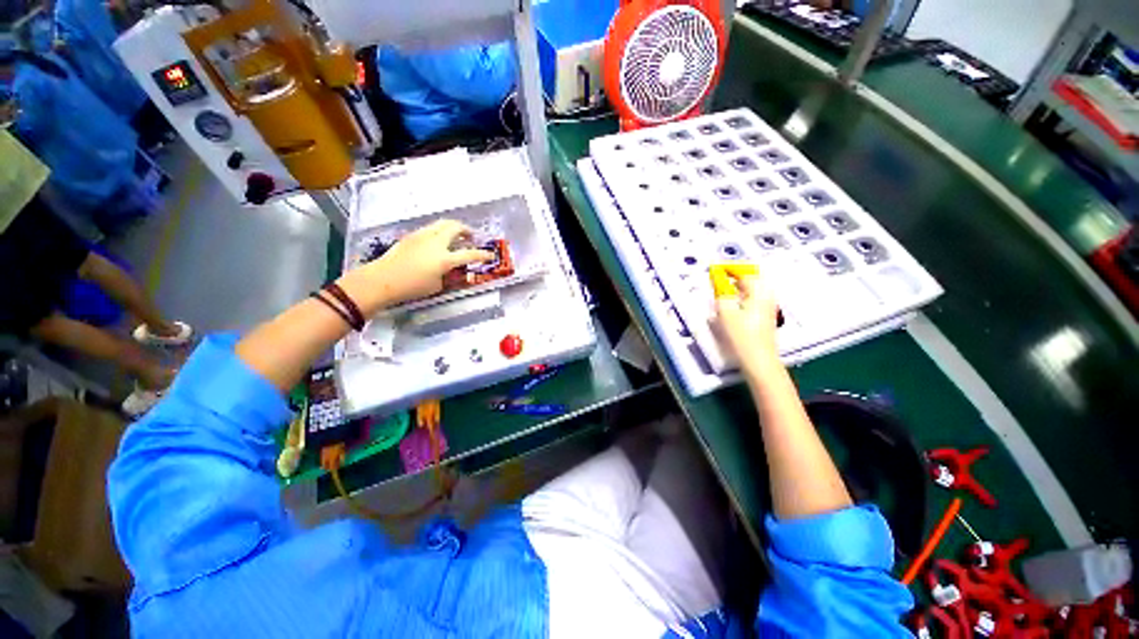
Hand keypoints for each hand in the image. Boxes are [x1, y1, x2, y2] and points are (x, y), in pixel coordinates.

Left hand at [338, 220, 493, 314]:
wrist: (381, 280)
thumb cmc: (412, 287)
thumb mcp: (437, 285)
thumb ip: (448, 274)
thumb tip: (451, 267)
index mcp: (444, 259)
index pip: (470, 254)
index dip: (483, 255)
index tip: (490, 255)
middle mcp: (435, 243)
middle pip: (456, 227)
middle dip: (467, 230)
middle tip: (471, 237)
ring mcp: (422, 236)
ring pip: (442, 223)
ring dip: (453, 227)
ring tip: (456, 235)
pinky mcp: (412, 235)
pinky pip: (431, 228)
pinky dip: (439, 230)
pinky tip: (437, 240)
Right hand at [714, 271, 780, 375]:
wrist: (759, 361)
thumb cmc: (741, 336)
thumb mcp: (726, 312)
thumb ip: (721, 293)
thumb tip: (718, 281)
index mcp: (759, 292)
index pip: (744, 272)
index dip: (728, 268)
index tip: (714, 268)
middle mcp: (766, 296)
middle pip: (751, 278)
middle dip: (735, 275)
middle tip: (718, 277)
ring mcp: (768, 307)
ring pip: (752, 289)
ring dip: (737, 286)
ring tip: (722, 288)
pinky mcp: (765, 317)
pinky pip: (752, 298)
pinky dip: (741, 295)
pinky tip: (731, 303)